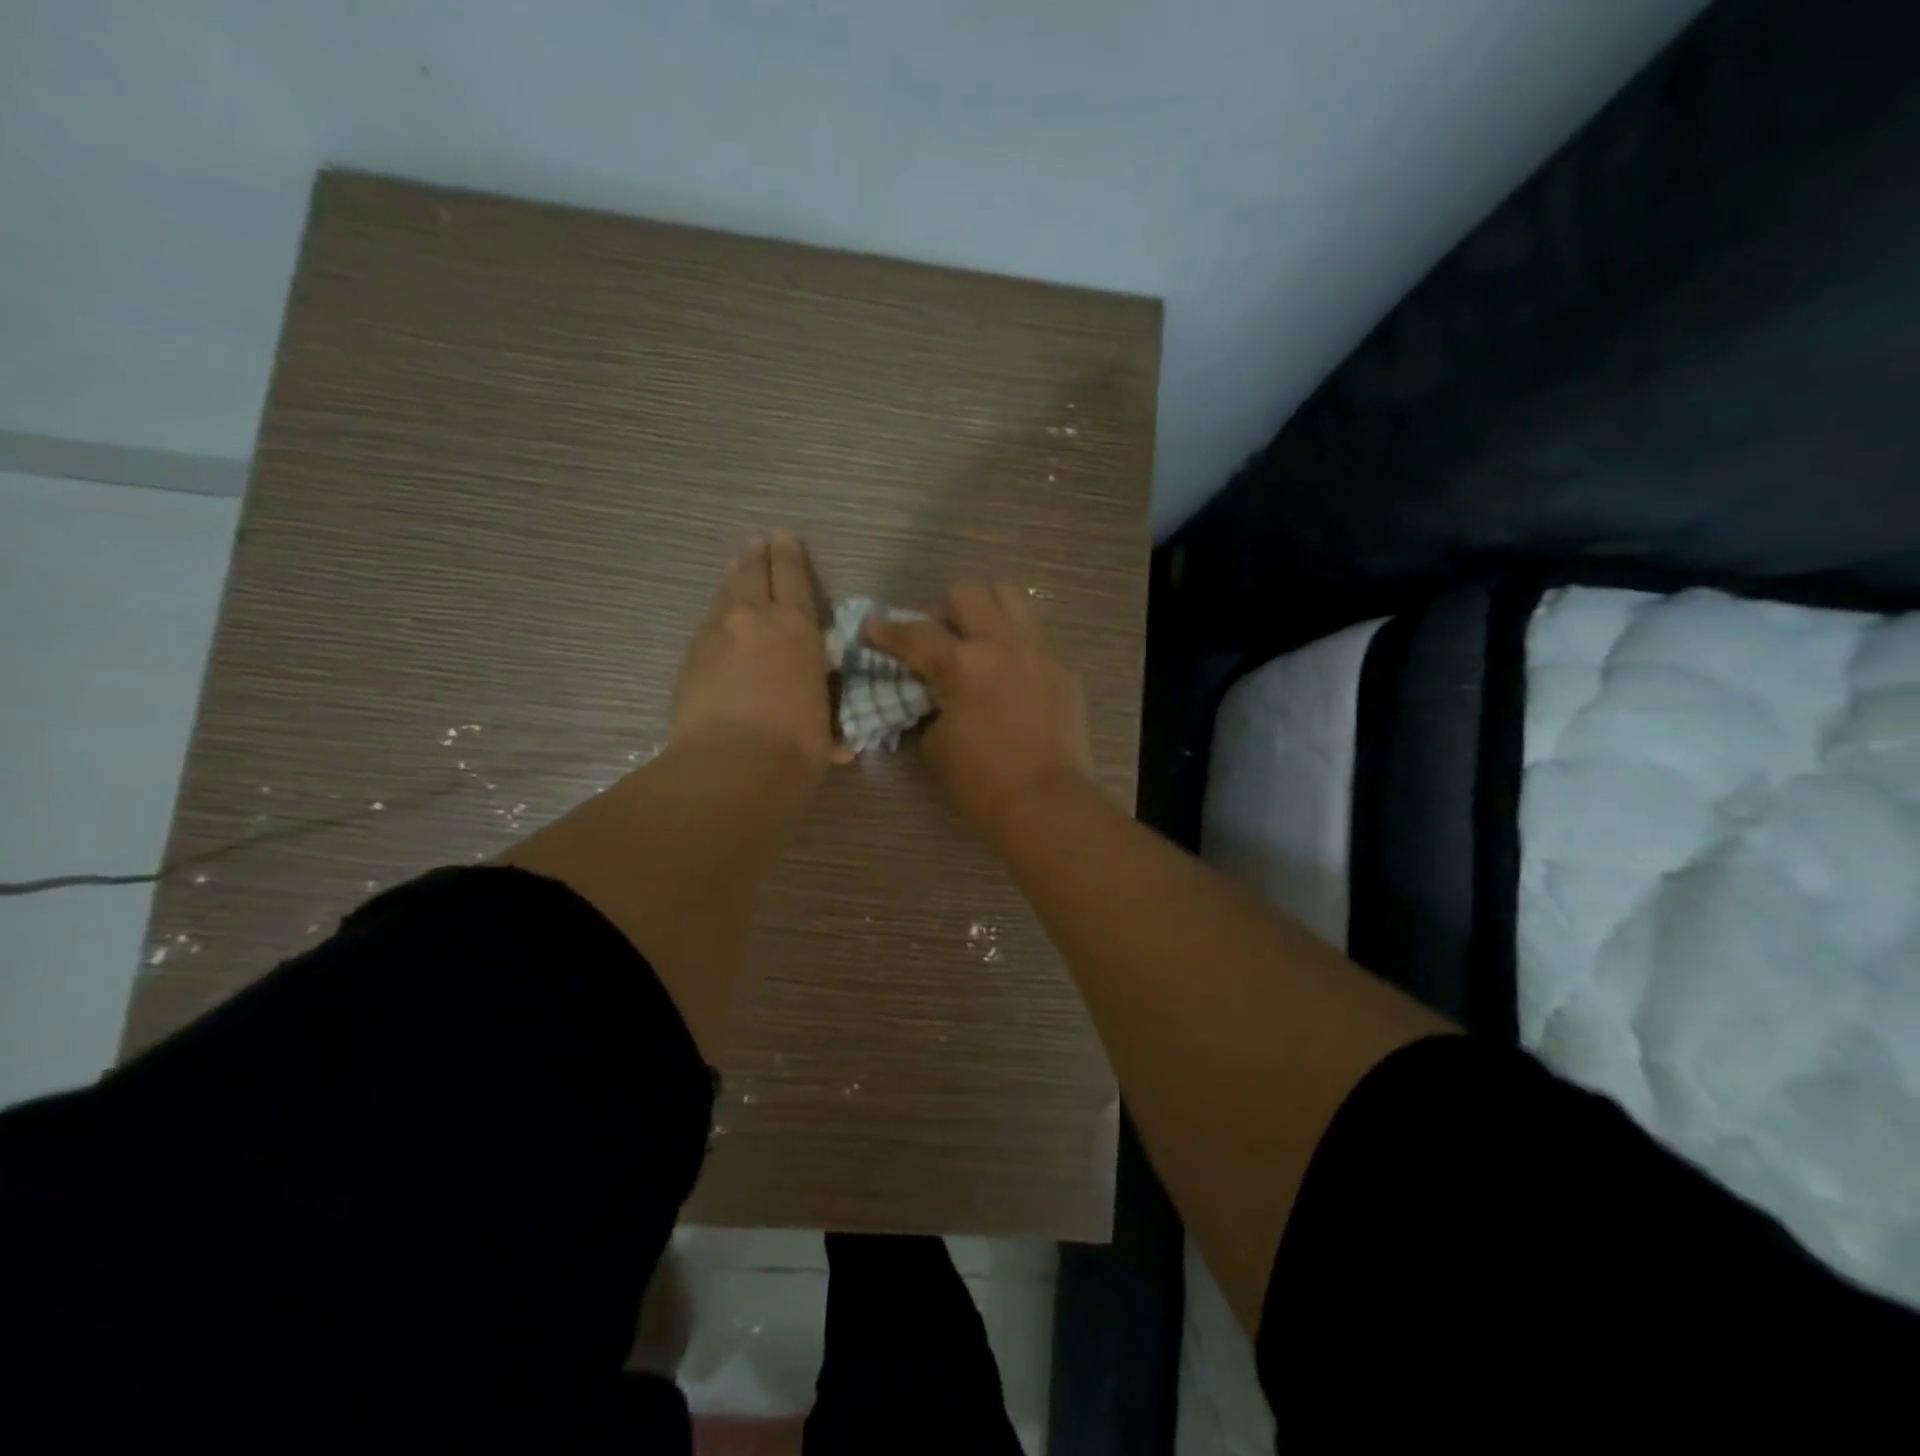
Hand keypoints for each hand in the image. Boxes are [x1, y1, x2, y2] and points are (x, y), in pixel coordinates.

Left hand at [671, 531, 847, 775]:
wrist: (731, 765)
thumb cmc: (795, 744)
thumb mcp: (824, 727)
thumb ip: (829, 723)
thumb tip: (841, 747)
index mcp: (797, 628)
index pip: (793, 576)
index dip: (789, 553)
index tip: (784, 535)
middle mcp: (754, 619)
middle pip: (753, 573)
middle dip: (758, 555)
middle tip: (759, 543)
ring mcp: (715, 635)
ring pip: (724, 594)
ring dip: (733, 579)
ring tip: (737, 569)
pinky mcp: (690, 658)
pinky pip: (706, 624)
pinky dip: (717, 616)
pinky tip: (719, 622)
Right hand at [864, 582, 1093, 841]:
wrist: (1045, 804)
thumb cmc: (981, 783)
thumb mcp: (935, 747)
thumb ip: (930, 708)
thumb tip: (935, 696)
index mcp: (963, 665)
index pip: (914, 634)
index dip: (885, 630)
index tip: (870, 627)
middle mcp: (1003, 645)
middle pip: (967, 593)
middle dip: (943, 611)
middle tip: (938, 639)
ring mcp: (1039, 652)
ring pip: (1011, 597)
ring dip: (986, 610)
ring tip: (978, 641)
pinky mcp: (1064, 669)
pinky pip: (1036, 637)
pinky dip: (1014, 645)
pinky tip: (1010, 675)